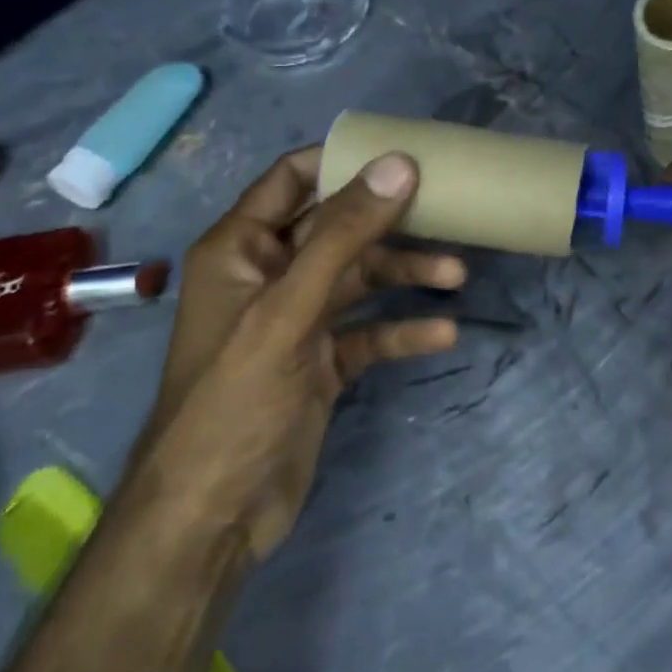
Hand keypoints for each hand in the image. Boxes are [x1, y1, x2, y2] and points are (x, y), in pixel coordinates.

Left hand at [141, 147, 464, 566]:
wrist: (213, 517)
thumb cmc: (236, 398)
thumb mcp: (290, 309)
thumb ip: (344, 235)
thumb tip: (399, 164)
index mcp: (241, 248)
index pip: (294, 178)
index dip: (344, 161)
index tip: (404, 154)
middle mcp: (269, 275)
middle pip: (339, 229)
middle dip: (391, 223)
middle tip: (450, 214)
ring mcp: (296, 321)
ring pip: (359, 280)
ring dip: (405, 275)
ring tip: (458, 275)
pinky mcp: (320, 363)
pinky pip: (368, 331)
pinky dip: (402, 328)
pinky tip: (443, 333)